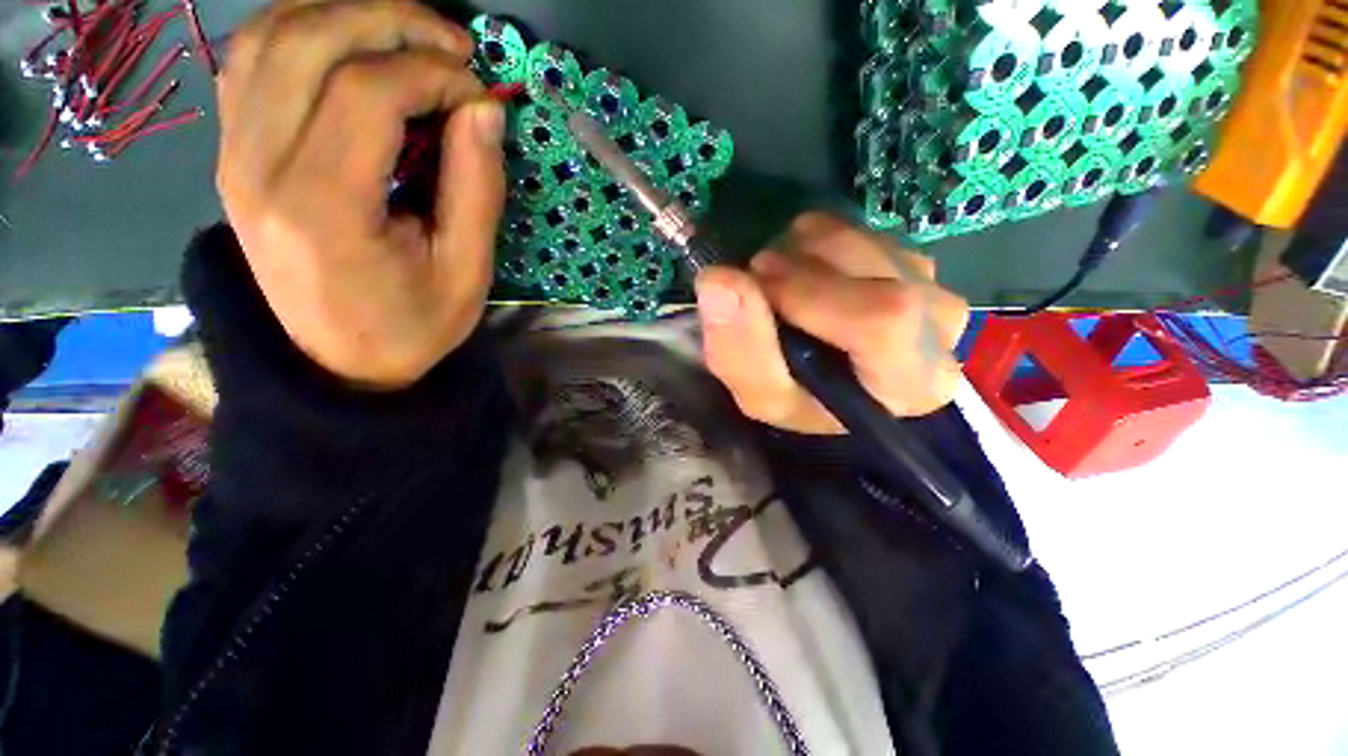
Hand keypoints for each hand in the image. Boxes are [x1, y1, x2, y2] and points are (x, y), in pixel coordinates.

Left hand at [216, 0, 505, 388]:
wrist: (340, 362)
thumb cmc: (413, 326)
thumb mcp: (466, 271)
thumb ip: (476, 189)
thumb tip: (485, 110)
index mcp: (323, 209)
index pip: (367, 93)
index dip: (433, 74)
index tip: (480, 94)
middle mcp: (259, 168)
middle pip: (311, 42)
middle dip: (391, 22)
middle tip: (452, 44)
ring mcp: (233, 156)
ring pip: (269, 35)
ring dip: (343, 14)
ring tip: (405, 36)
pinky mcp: (232, 154)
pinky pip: (250, 61)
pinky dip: (300, 31)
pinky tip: (347, 46)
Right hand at [694, 213, 968, 434]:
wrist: (827, 383)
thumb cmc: (800, 400)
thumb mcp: (762, 397)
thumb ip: (739, 349)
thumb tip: (718, 278)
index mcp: (914, 381)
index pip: (882, 319)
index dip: (810, 293)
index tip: (758, 283)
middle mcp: (940, 328)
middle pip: (873, 271)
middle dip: (797, 267)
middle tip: (759, 283)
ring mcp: (931, 283)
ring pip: (861, 239)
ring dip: (800, 252)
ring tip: (778, 282)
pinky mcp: (910, 256)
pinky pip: (856, 229)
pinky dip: (813, 242)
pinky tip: (805, 275)